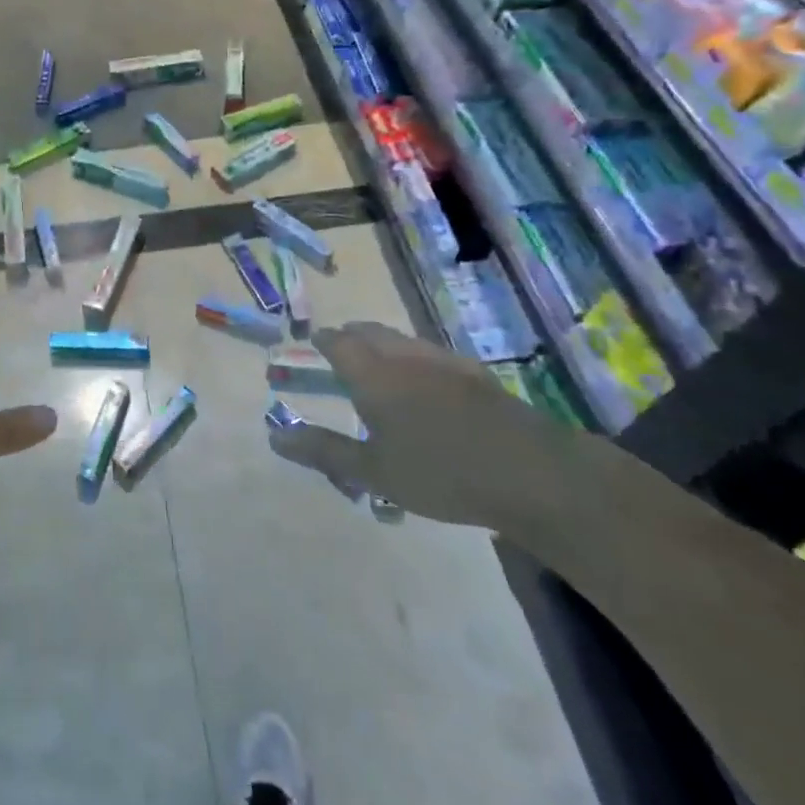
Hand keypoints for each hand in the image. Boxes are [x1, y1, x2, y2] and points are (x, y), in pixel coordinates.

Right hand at [267, 322, 571, 526]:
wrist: (530, 472)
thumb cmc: (439, 472)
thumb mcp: (372, 471)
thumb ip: (323, 450)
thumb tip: (274, 435)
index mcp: (374, 375)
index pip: (339, 343)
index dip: (323, 340)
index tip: (313, 340)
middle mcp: (405, 357)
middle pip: (372, 332)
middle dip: (352, 335)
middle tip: (341, 345)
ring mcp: (445, 362)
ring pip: (404, 340)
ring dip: (384, 343)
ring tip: (379, 360)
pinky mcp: (477, 376)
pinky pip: (432, 354)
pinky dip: (415, 357)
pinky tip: (427, 381)